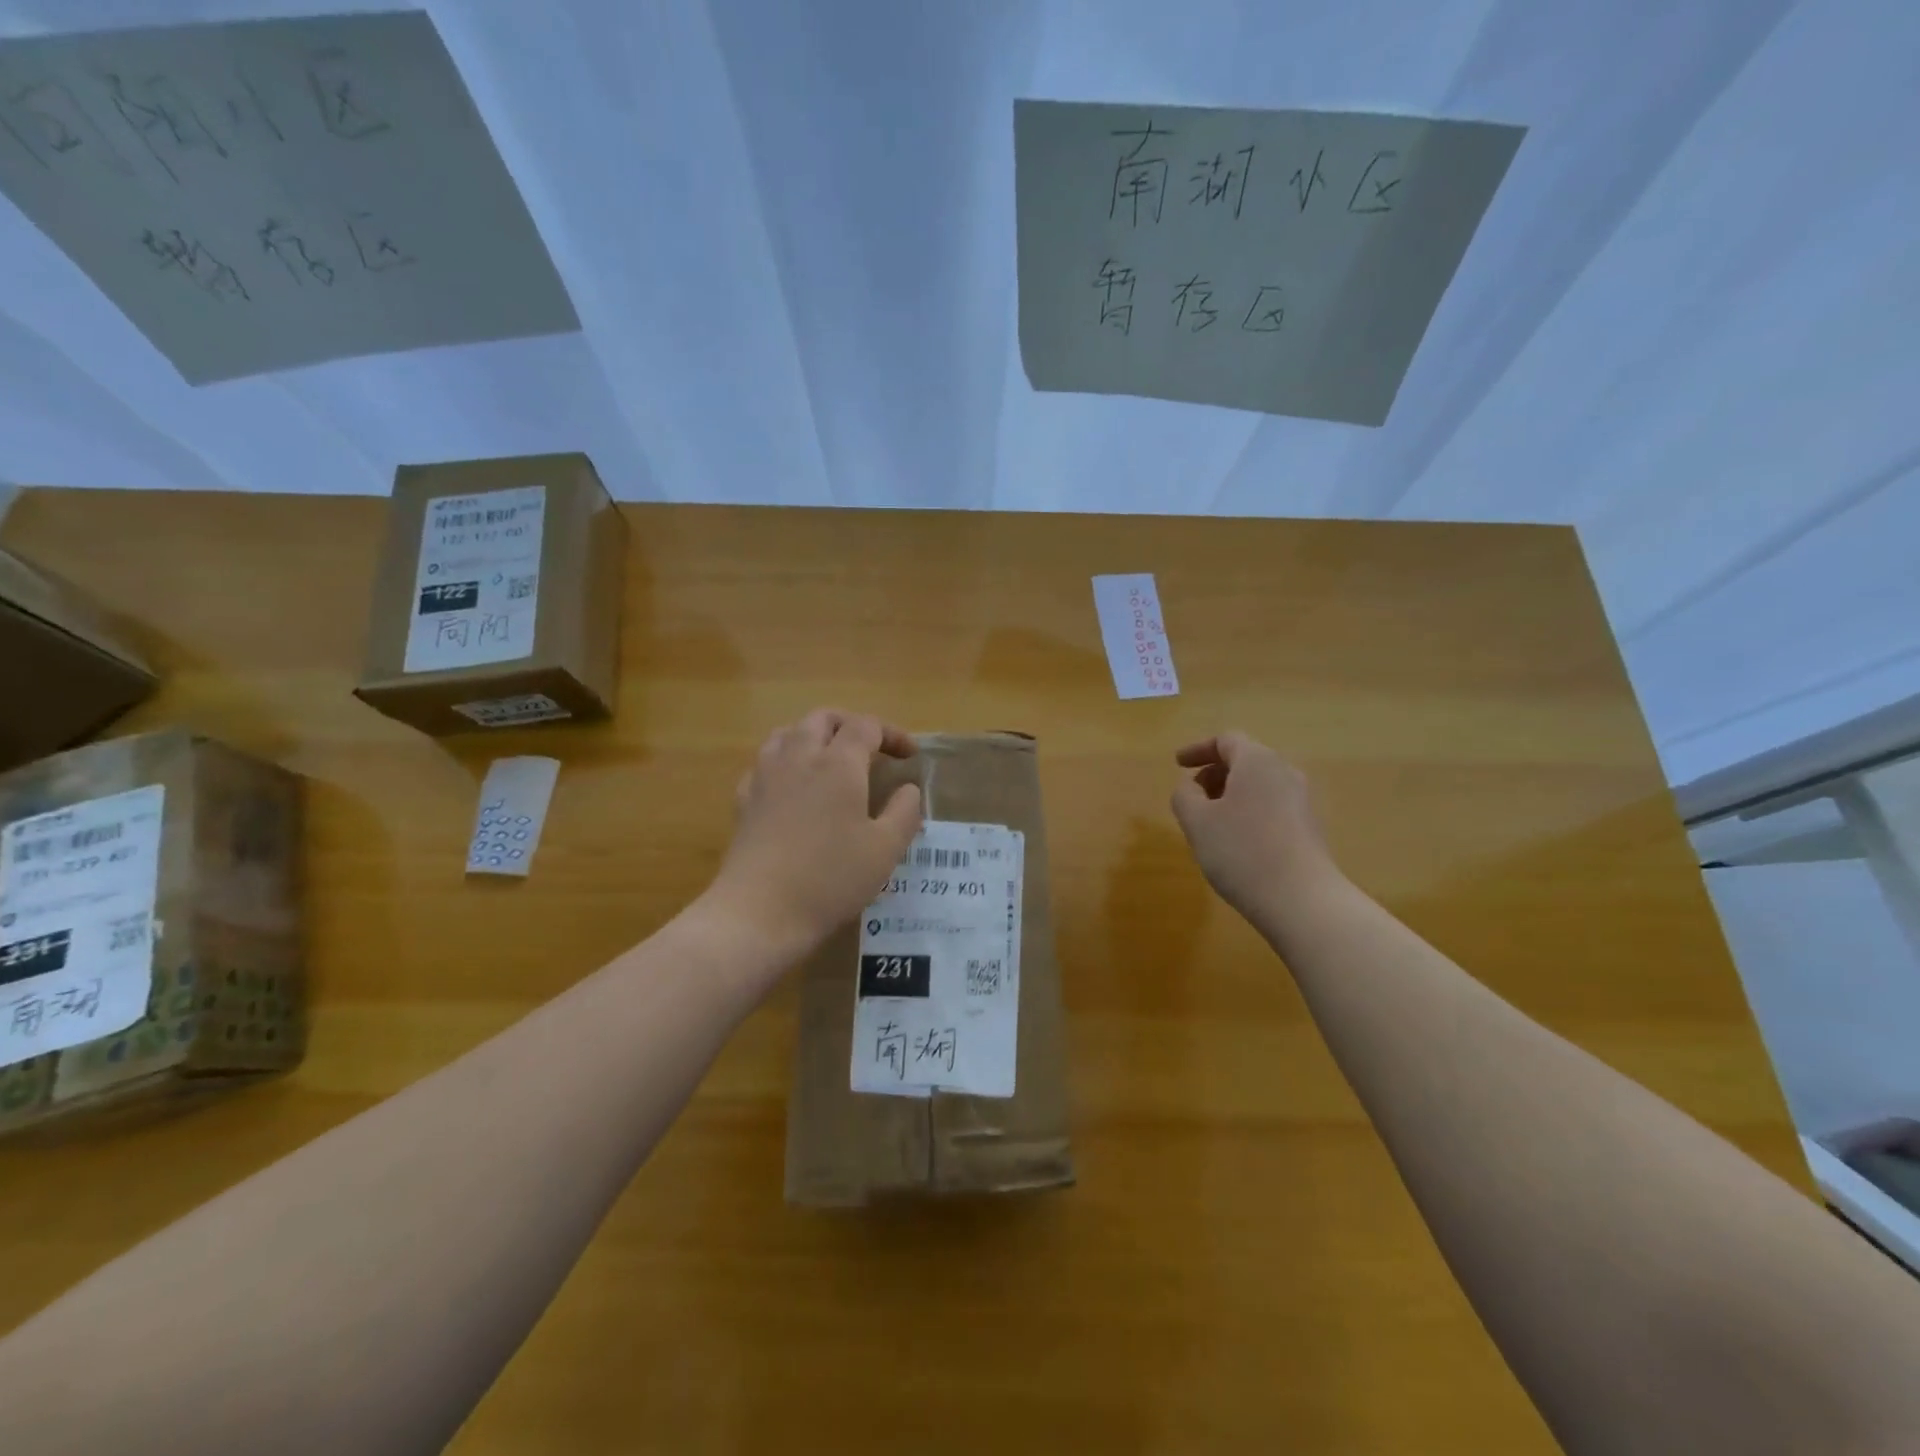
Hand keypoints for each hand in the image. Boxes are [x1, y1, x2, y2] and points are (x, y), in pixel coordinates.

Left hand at [704, 709, 922, 960]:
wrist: (759, 912)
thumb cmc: (831, 878)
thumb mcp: (885, 849)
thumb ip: (904, 812)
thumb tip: (907, 789)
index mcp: (838, 764)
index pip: (866, 726)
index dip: (892, 734)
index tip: (909, 756)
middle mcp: (799, 757)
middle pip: (823, 718)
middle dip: (851, 725)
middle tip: (871, 748)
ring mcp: (765, 775)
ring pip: (789, 732)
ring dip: (815, 736)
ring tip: (831, 759)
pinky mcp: (744, 799)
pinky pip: (766, 761)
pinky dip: (786, 760)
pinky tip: (794, 786)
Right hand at [1170, 732, 1342, 924]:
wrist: (1302, 900)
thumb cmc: (1241, 851)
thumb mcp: (1197, 822)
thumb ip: (1185, 795)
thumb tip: (1191, 787)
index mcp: (1257, 762)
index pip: (1226, 740)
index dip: (1198, 749)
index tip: (1178, 764)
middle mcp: (1284, 773)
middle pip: (1245, 761)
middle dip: (1214, 773)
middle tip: (1192, 795)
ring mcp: (1301, 801)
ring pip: (1259, 785)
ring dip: (1231, 794)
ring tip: (1210, 821)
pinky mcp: (1309, 828)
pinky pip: (1271, 806)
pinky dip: (1248, 811)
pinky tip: (1235, 841)